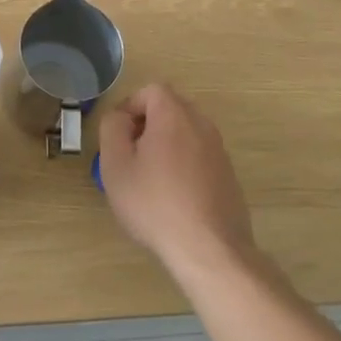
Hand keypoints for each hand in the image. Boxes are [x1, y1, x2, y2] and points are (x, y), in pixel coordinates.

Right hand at [98, 84, 254, 278]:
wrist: (209, 249)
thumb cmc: (154, 203)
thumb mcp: (116, 165)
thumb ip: (112, 129)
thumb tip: (120, 118)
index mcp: (174, 116)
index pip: (151, 90)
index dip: (130, 106)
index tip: (119, 135)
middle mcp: (202, 126)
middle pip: (171, 109)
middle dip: (147, 125)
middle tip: (130, 155)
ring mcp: (219, 151)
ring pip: (186, 134)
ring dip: (166, 146)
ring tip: (149, 179)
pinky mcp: (228, 176)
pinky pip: (200, 157)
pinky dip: (184, 166)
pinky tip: (173, 198)